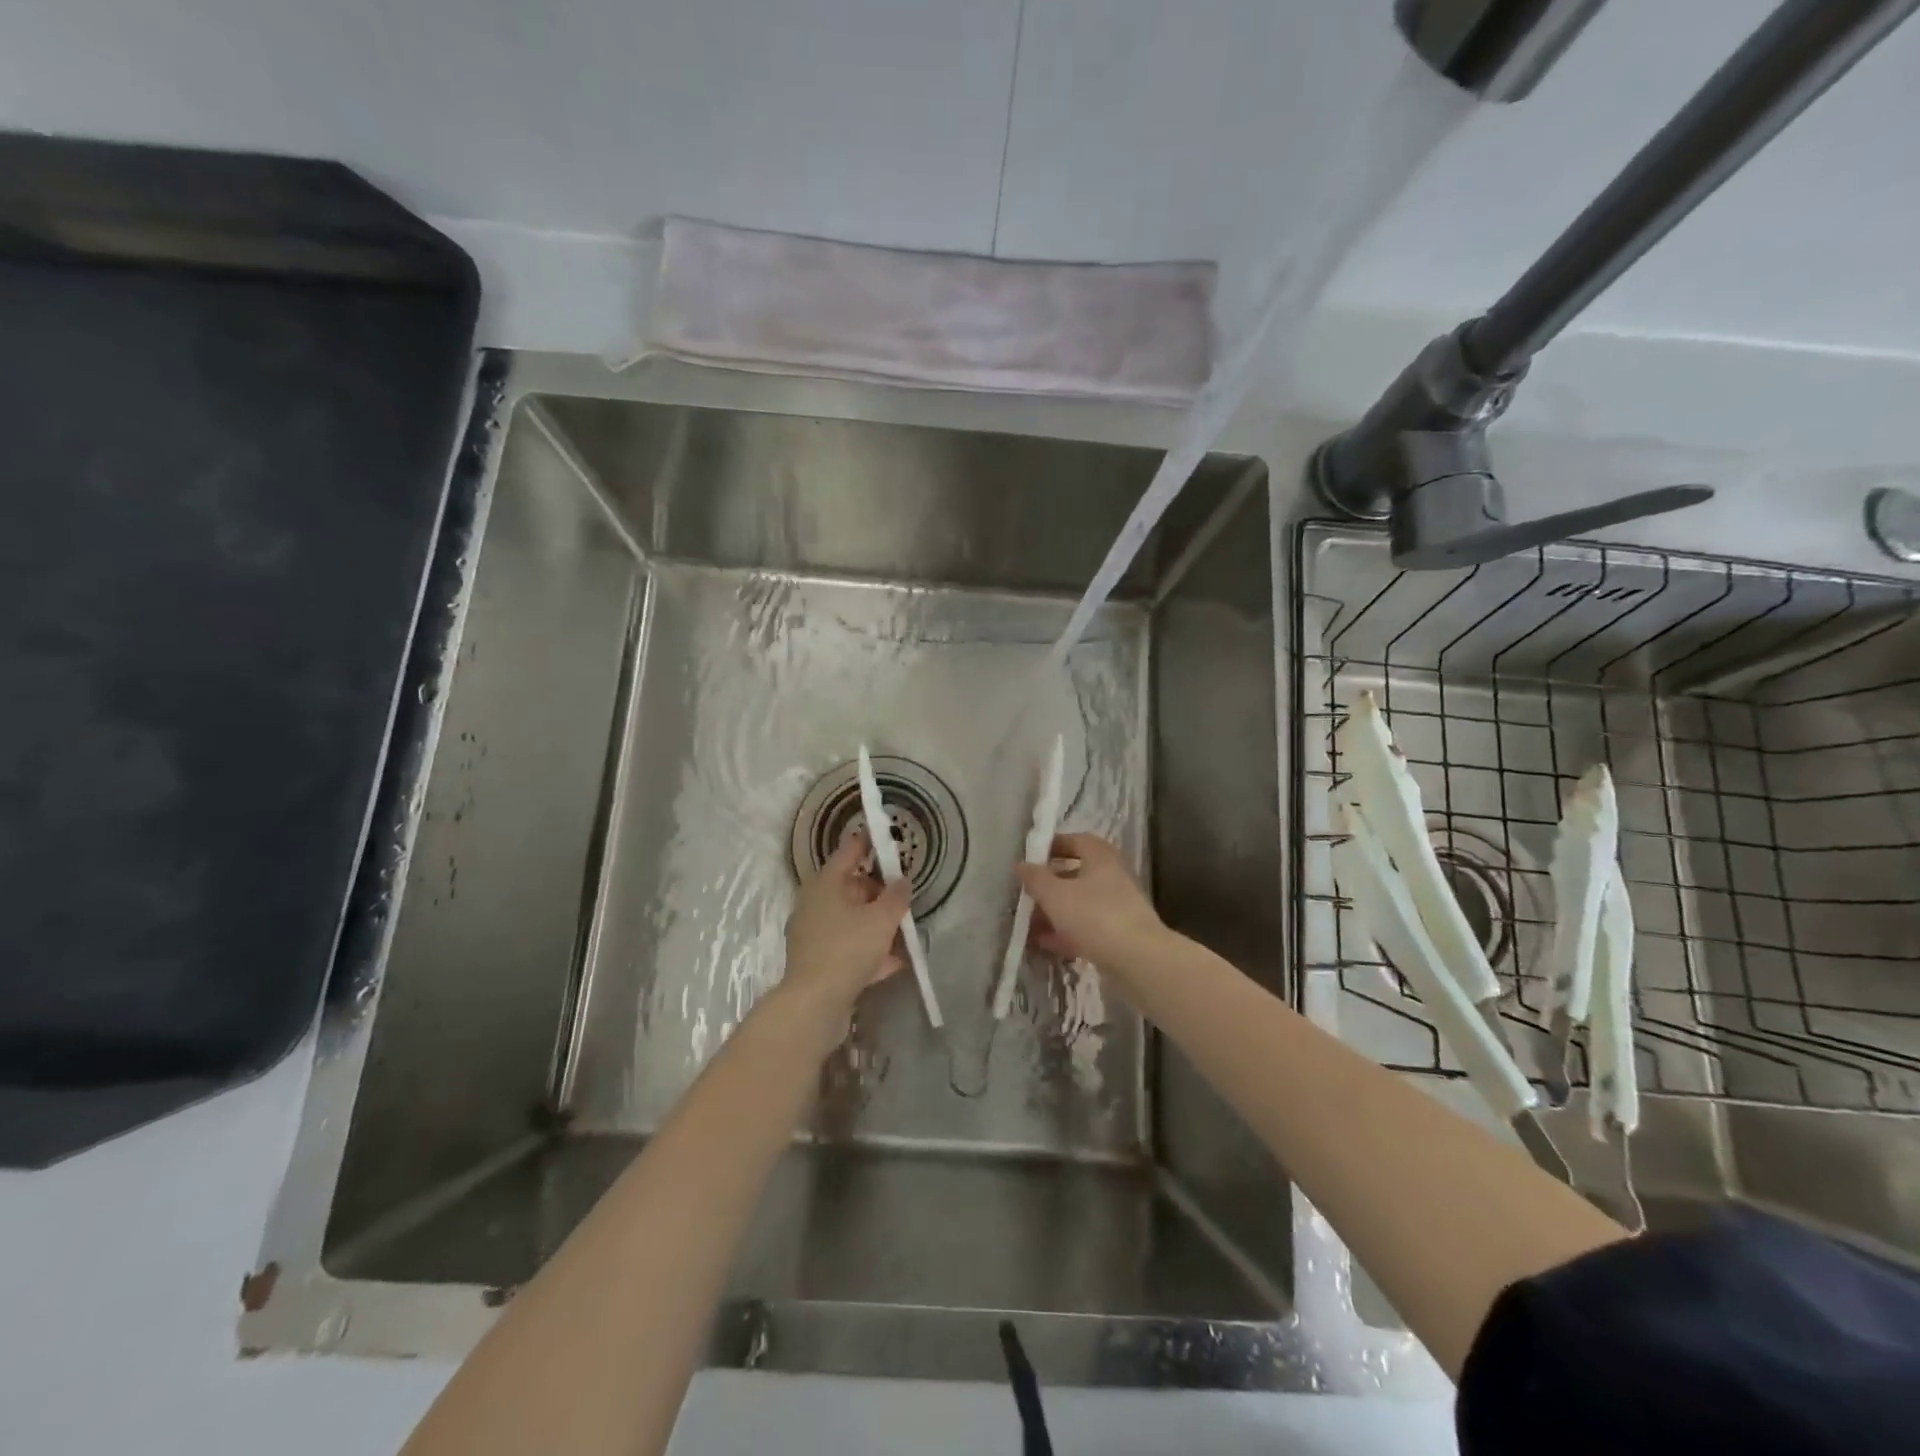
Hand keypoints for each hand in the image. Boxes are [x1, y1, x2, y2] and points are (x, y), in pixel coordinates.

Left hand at [780, 828, 910, 1032]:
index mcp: (825, 883)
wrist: (814, 1003)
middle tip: (903, 895)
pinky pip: (847, 946)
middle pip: (851, 887)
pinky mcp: (816, 960)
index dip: (870, 842)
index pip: (850, 851)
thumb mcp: (882, 919)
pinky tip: (892, 963)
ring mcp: (813, 933)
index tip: (888, 838)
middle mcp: (814, 902)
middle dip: (878, 891)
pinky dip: (868, 950)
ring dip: (875, 924)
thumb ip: (897, 896)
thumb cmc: (848, 948)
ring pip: (850, 919)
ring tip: (902, 931)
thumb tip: (903, 880)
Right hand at [1016, 833, 1169, 976]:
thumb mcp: (1056, 895)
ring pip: (1080, 903)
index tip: (1031, 858)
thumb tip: (1021, 865)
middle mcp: (1113, 877)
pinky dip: (1066, 932)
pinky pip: (1087, 927)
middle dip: (1049, 885)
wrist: (1138, 961)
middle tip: (1026, 894)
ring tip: (1028, 924)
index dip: (1053, 846)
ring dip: (1055, 912)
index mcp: (1101, 857)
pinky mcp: (1119, 934)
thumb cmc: (1095, 916)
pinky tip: (1044, 943)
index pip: (1076, 840)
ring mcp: (1118, 907)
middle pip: (1076, 874)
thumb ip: (1036, 878)